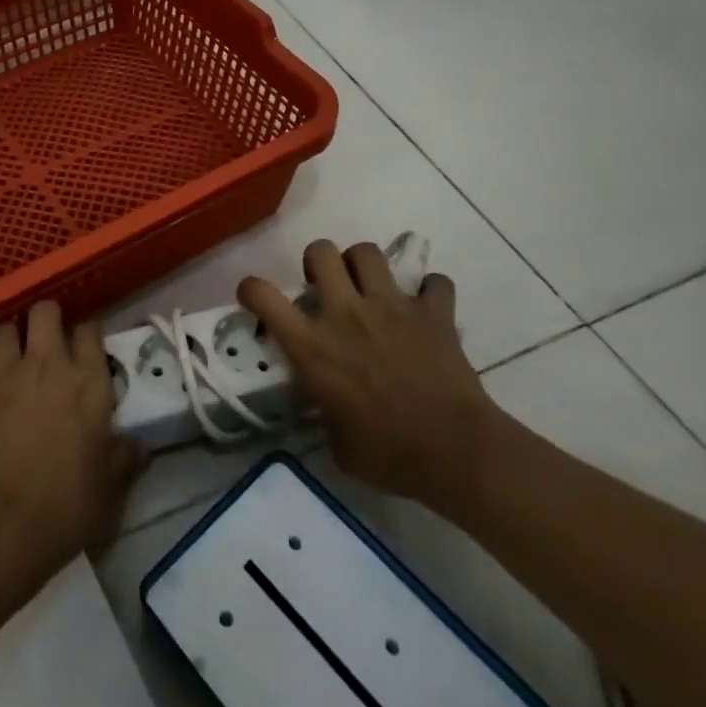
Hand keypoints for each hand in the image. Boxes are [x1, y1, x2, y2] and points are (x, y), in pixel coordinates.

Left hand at [0, 301, 146, 588]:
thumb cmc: (66, 507)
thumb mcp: (110, 487)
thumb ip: (125, 458)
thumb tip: (142, 447)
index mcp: (87, 382)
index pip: (90, 330)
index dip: (88, 332)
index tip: (88, 345)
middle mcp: (46, 365)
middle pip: (45, 311)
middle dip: (47, 317)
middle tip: (49, 340)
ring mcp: (3, 374)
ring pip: (4, 328)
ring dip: (11, 338)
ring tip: (14, 357)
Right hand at [238, 240, 508, 515]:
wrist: (453, 452)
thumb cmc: (387, 455)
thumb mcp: (335, 441)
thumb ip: (324, 410)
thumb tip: (328, 405)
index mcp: (311, 345)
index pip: (262, 294)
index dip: (252, 289)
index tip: (256, 297)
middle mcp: (345, 313)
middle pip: (320, 251)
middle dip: (317, 262)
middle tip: (326, 286)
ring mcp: (391, 306)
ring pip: (367, 252)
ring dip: (364, 265)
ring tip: (370, 288)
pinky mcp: (433, 312)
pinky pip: (433, 282)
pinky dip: (430, 292)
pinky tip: (427, 309)